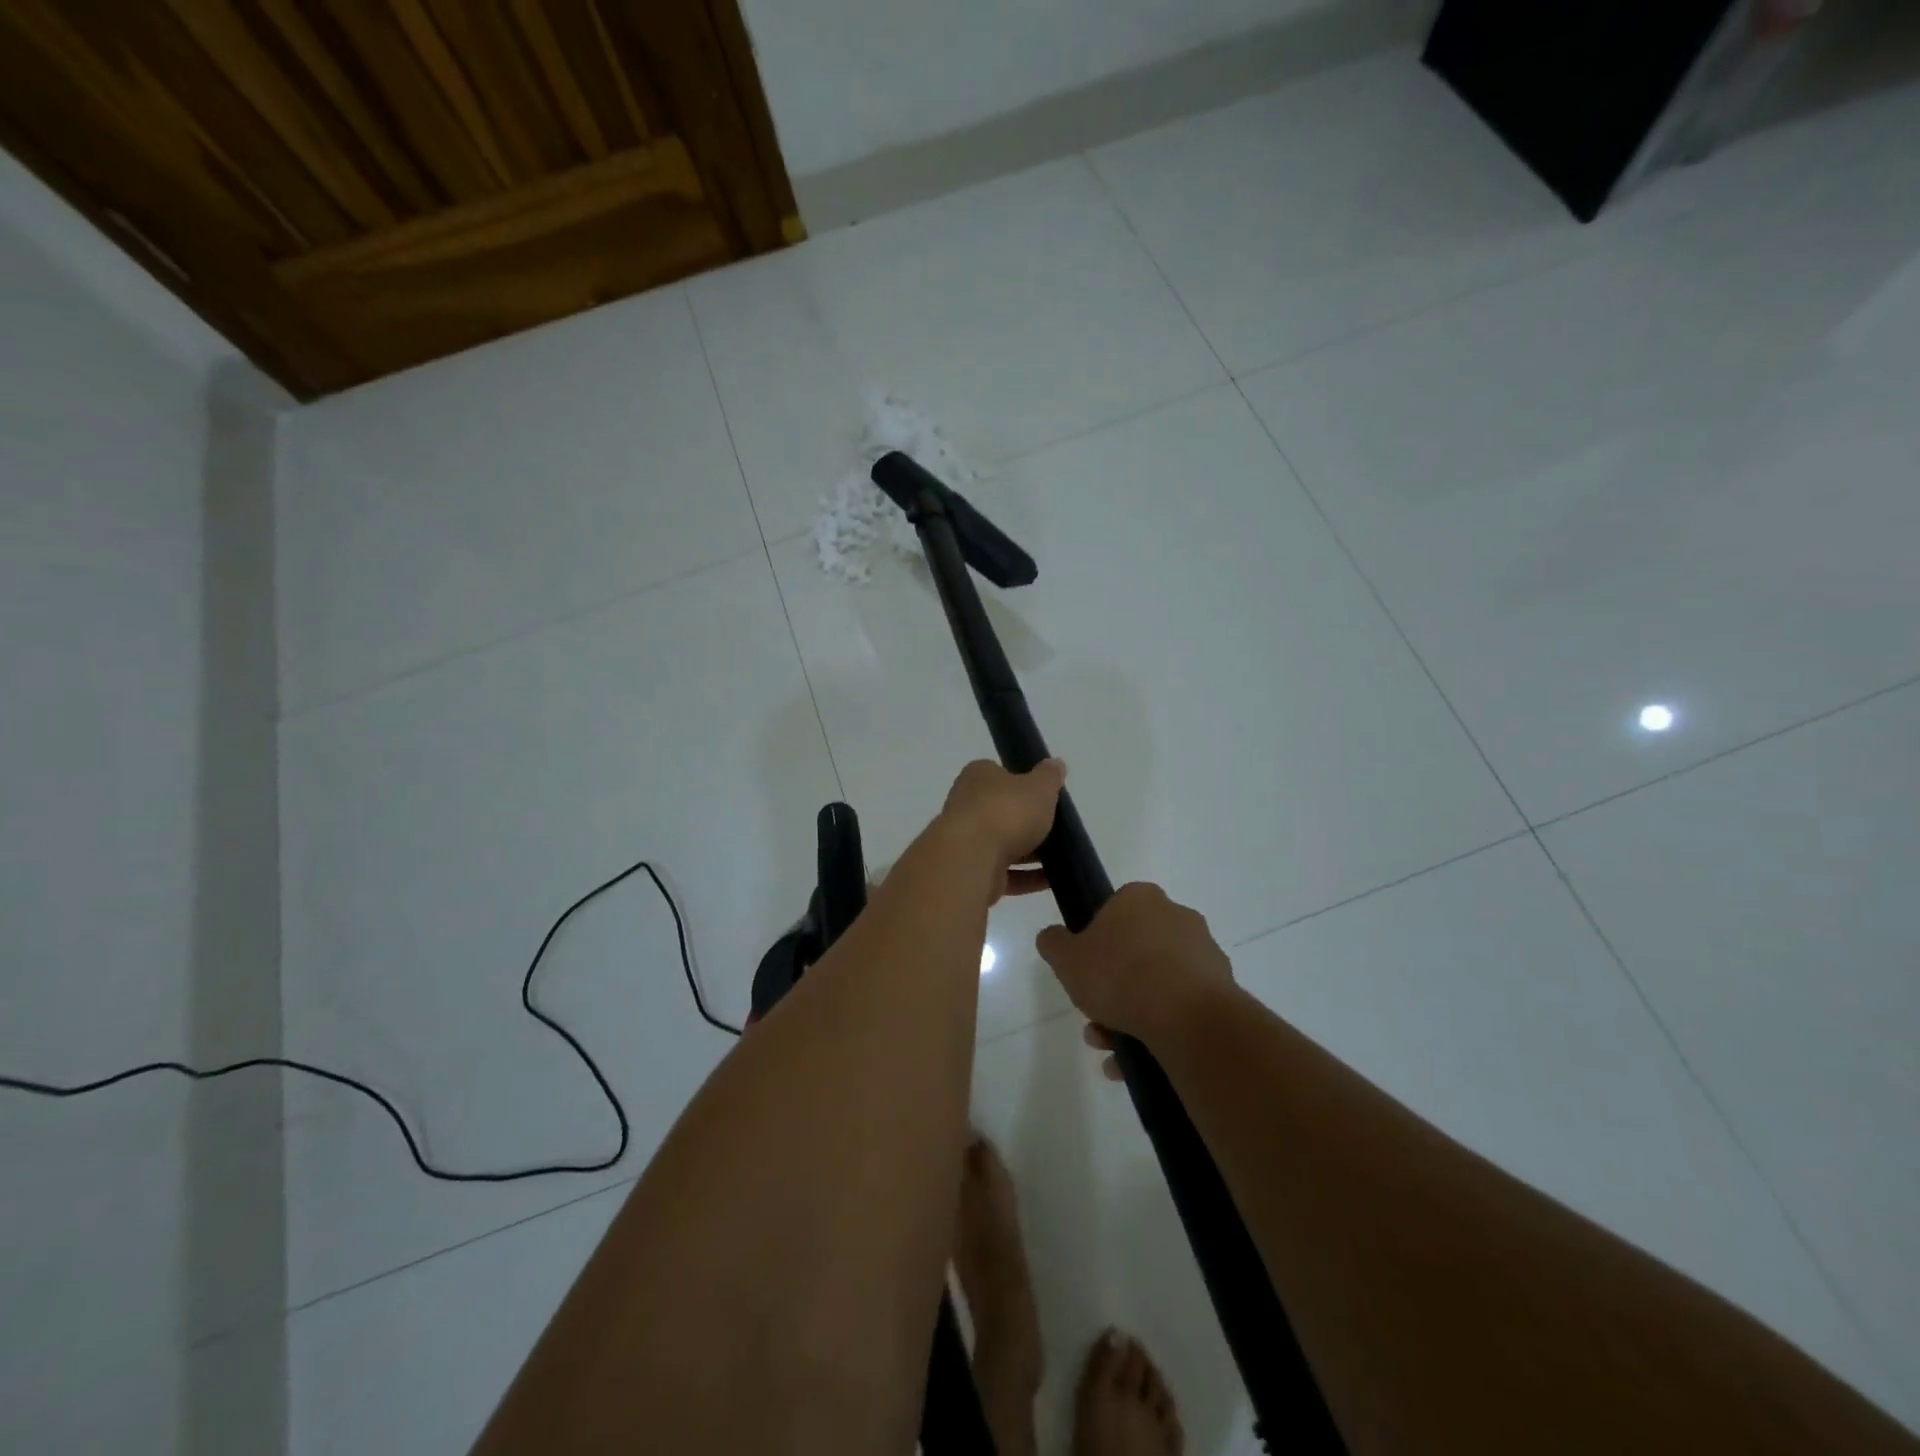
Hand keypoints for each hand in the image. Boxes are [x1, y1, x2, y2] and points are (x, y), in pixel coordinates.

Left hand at [937, 758, 1065, 899]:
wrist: (971, 858)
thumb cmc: (1006, 811)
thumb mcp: (1039, 786)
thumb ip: (1049, 776)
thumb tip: (1055, 764)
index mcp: (978, 776)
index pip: (1000, 774)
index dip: (1023, 784)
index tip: (1045, 797)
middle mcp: (966, 804)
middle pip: (1002, 811)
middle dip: (1027, 822)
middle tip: (1057, 828)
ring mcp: (966, 840)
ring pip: (1003, 844)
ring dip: (1029, 853)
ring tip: (1061, 858)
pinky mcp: (971, 872)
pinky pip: (1004, 873)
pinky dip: (1026, 877)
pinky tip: (1051, 882)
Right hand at [1036, 883, 1234, 1073]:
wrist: (1186, 1017)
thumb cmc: (1119, 975)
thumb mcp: (1066, 958)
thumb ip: (1054, 943)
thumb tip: (1053, 937)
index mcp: (1141, 898)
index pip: (1113, 912)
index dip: (1095, 944)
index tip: (1084, 973)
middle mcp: (1177, 917)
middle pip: (1135, 952)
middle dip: (1112, 988)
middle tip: (1093, 1019)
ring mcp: (1204, 954)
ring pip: (1157, 984)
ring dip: (1130, 1016)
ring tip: (1109, 1051)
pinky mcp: (1222, 990)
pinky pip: (1180, 1010)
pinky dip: (1157, 1032)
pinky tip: (1134, 1063)